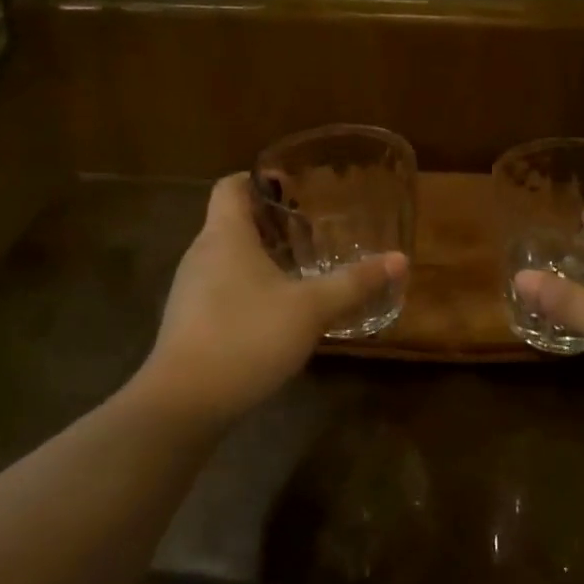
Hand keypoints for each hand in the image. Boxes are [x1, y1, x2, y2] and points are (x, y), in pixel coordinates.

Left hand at [147, 174, 406, 420]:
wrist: (184, 403)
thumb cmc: (247, 336)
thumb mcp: (311, 308)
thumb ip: (354, 282)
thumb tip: (399, 259)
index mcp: (225, 236)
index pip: (231, 186)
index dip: (260, 179)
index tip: (293, 188)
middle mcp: (201, 254)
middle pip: (232, 221)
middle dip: (271, 223)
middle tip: (310, 233)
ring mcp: (189, 290)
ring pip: (227, 257)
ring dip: (261, 257)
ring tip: (299, 272)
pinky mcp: (189, 321)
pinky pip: (221, 287)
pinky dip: (248, 287)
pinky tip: (276, 313)